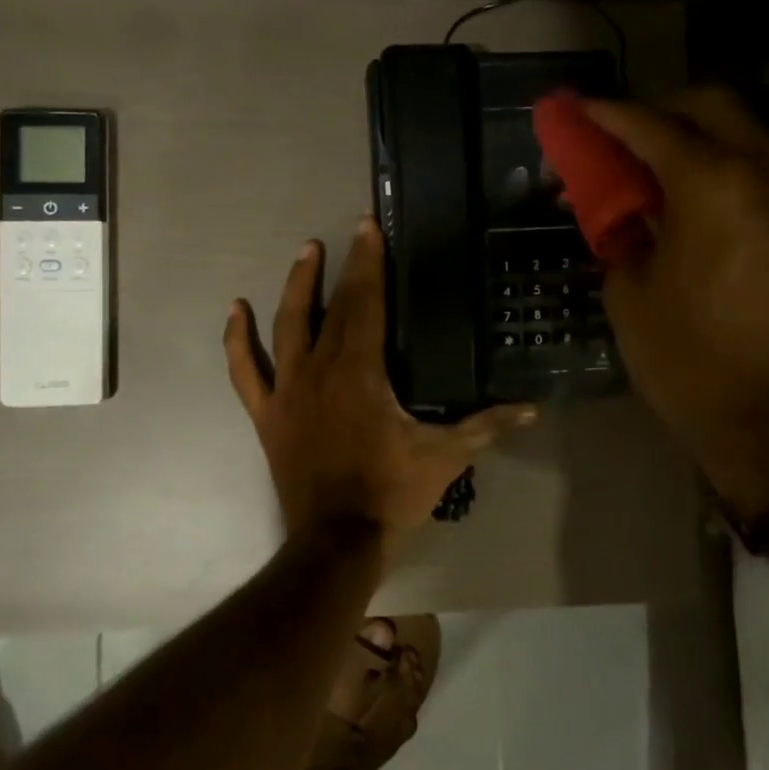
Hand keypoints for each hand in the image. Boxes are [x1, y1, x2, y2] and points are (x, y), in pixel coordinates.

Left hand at [225, 217, 536, 546]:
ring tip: (306, 253)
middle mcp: (319, 369)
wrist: (336, 542)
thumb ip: (487, 426)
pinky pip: (245, 371)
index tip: (369, 227)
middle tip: (349, 234)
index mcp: (360, 372)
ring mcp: (287, 391)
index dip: (369, 263)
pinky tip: (235, 310)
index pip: (366, 304)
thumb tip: (533, 410)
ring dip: (296, 287)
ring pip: (286, 325)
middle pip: (331, 307)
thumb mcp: (445, 456)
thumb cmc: (391, 493)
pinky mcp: (268, 414)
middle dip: (343, 267)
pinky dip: (237, 340)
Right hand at [582, 87, 768, 487]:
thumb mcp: (629, 294)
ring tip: (656, 168)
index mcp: (711, 185)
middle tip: (623, 135)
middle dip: (662, 108)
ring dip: (697, 135)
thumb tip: (620, 211)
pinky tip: (695, 201)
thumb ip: (621, 234)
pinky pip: (762, 170)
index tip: (579, 109)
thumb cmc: (687, 359)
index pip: (651, 127)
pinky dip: (724, 166)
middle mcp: (762, 174)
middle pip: (713, 105)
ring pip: (745, 133)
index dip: (608, 115)